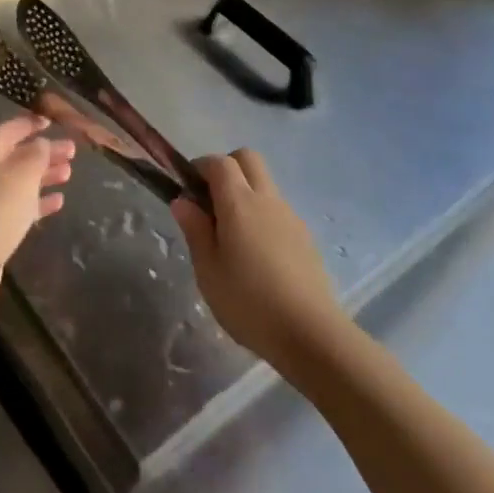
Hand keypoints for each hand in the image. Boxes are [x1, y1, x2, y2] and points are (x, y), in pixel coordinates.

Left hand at [0, 114, 73, 318]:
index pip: (9, 130)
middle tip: (72, 151)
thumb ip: (37, 154)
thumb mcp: (22, 174)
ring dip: (44, 176)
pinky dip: (37, 202)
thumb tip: (43, 143)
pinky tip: (57, 202)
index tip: (52, 121)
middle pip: (16, 156)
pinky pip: (18, 207)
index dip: (30, 123)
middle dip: (44, 152)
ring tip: (69, 174)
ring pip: (19, 182)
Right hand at [173, 149, 346, 372]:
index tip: (187, 189)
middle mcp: (267, 199)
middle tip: (209, 202)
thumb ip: (195, 230)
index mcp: (239, 202)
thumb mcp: (208, 270)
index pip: (219, 162)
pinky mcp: (304, 236)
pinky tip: (256, 254)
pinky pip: (277, 209)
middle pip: (248, 159)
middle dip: (226, 168)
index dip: (200, 167)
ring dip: (245, 192)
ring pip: (265, 184)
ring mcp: (290, 216)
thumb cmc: (248, 302)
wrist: (310, 333)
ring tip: (231, 235)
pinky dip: (262, 215)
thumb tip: (183, 201)